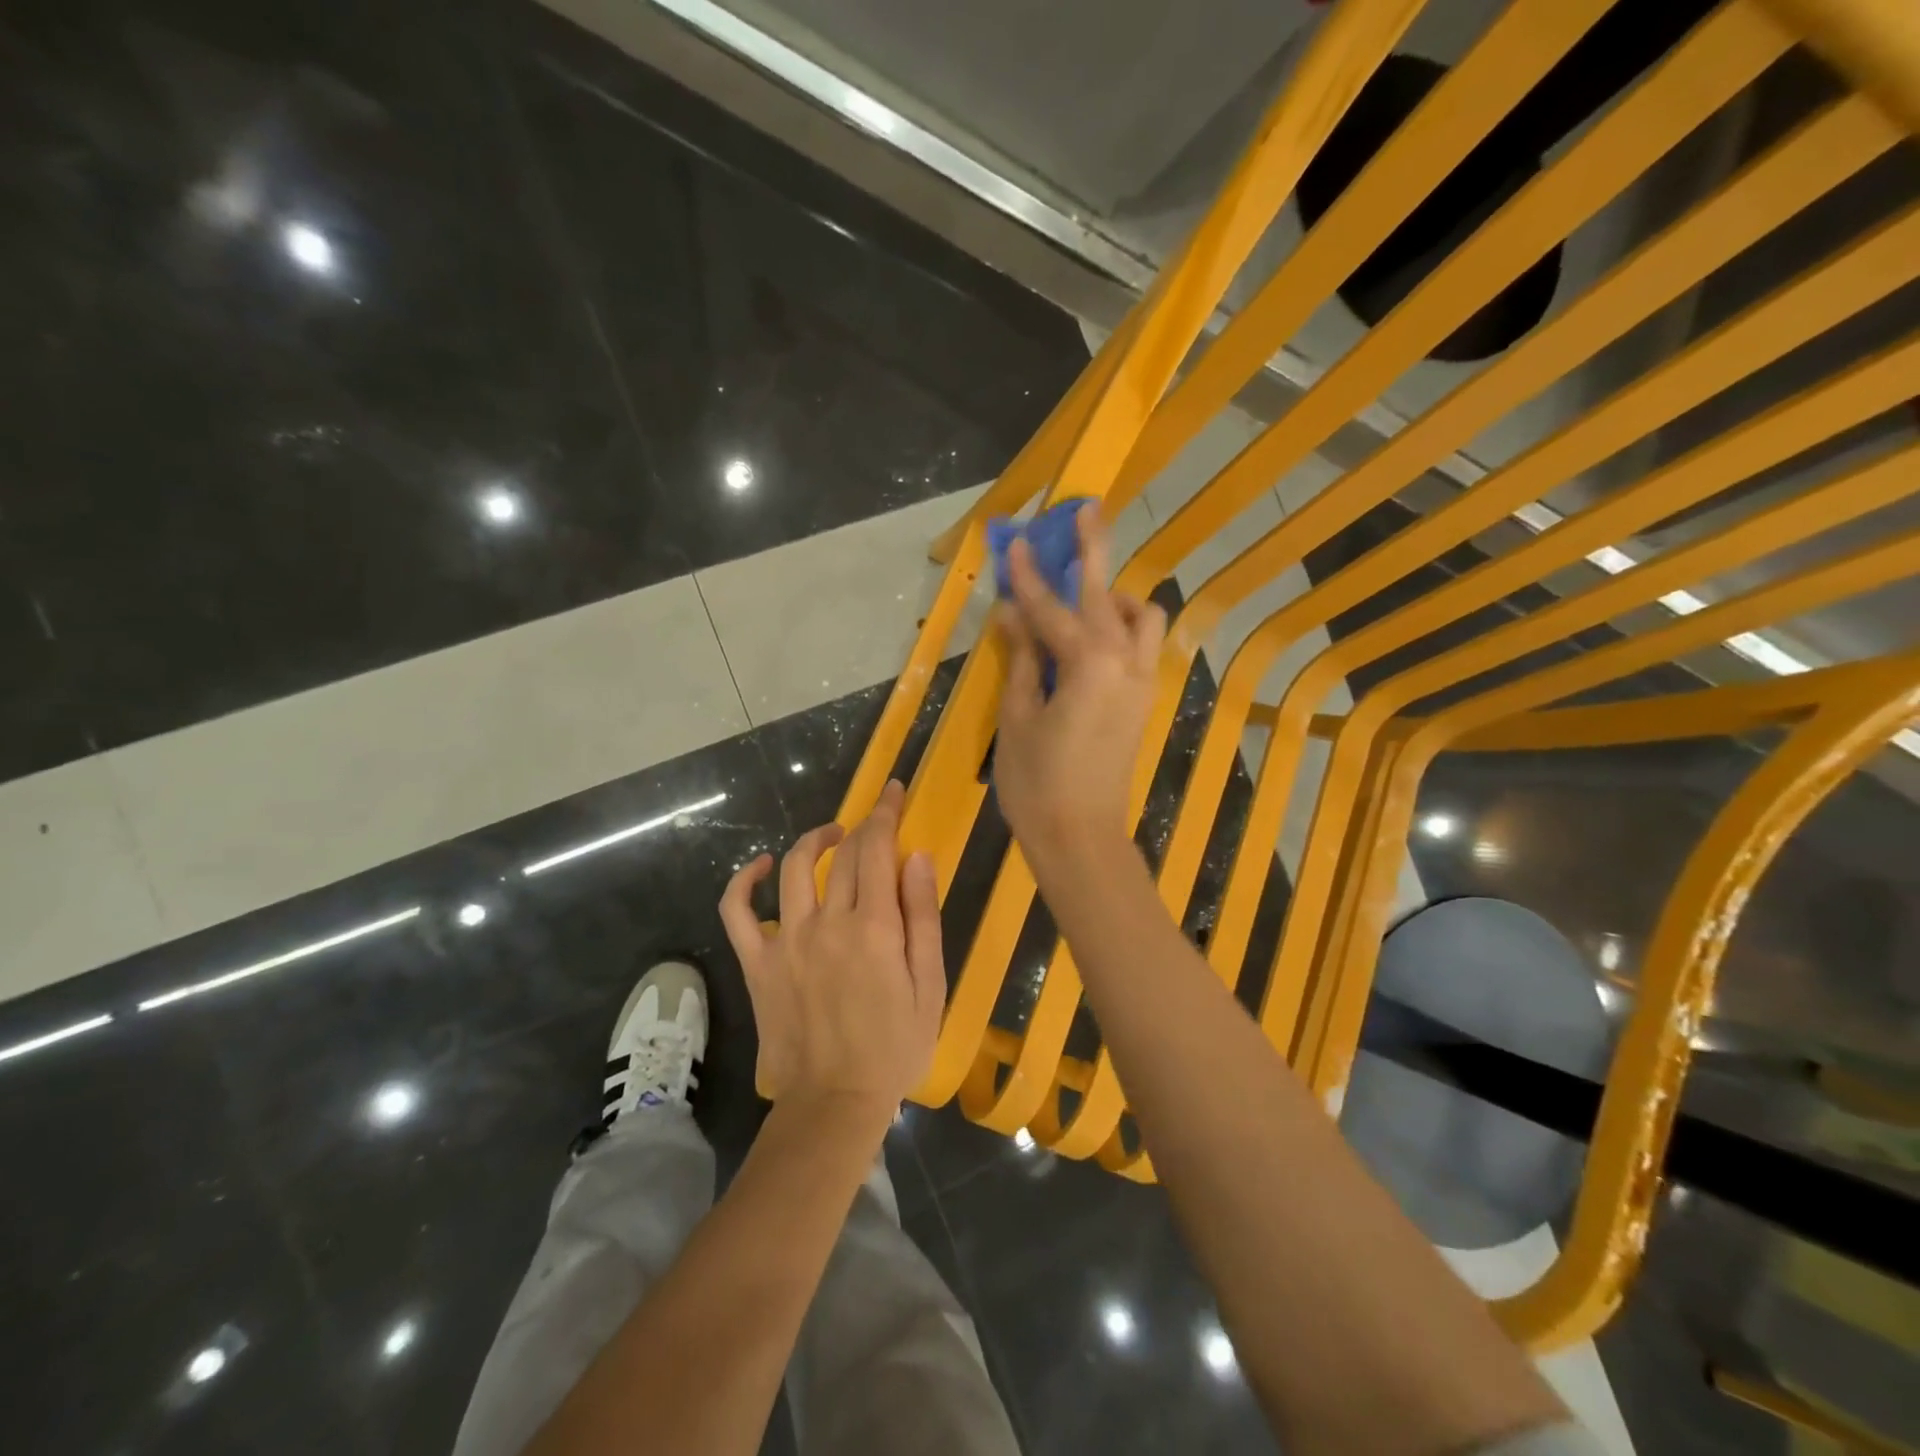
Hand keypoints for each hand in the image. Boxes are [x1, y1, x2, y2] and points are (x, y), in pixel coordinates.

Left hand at [718, 781, 944, 1122]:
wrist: (834, 1102)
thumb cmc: (895, 1047)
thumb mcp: (929, 985)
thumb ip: (923, 916)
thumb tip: (916, 856)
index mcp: (874, 927)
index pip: (877, 849)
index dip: (886, 814)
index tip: (893, 792)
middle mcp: (827, 922)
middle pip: (841, 855)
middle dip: (862, 826)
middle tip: (875, 822)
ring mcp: (786, 941)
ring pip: (793, 868)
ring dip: (812, 841)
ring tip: (832, 837)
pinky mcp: (756, 963)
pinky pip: (737, 912)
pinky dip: (744, 882)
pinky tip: (761, 867)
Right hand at [992, 504, 1165, 871]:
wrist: (1081, 837)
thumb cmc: (1037, 782)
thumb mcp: (1018, 716)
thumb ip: (1021, 658)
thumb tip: (1011, 614)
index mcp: (1086, 663)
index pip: (1049, 608)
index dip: (1028, 575)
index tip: (1015, 540)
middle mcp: (1124, 662)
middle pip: (1106, 594)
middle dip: (1093, 550)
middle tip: (1085, 510)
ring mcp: (1141, 681)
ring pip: (1142, 618)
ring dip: (1114, 597)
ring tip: (1083, 600)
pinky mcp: (1145, 700)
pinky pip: (1143, 646)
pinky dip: (1123, 628)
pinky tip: (1093, 638)